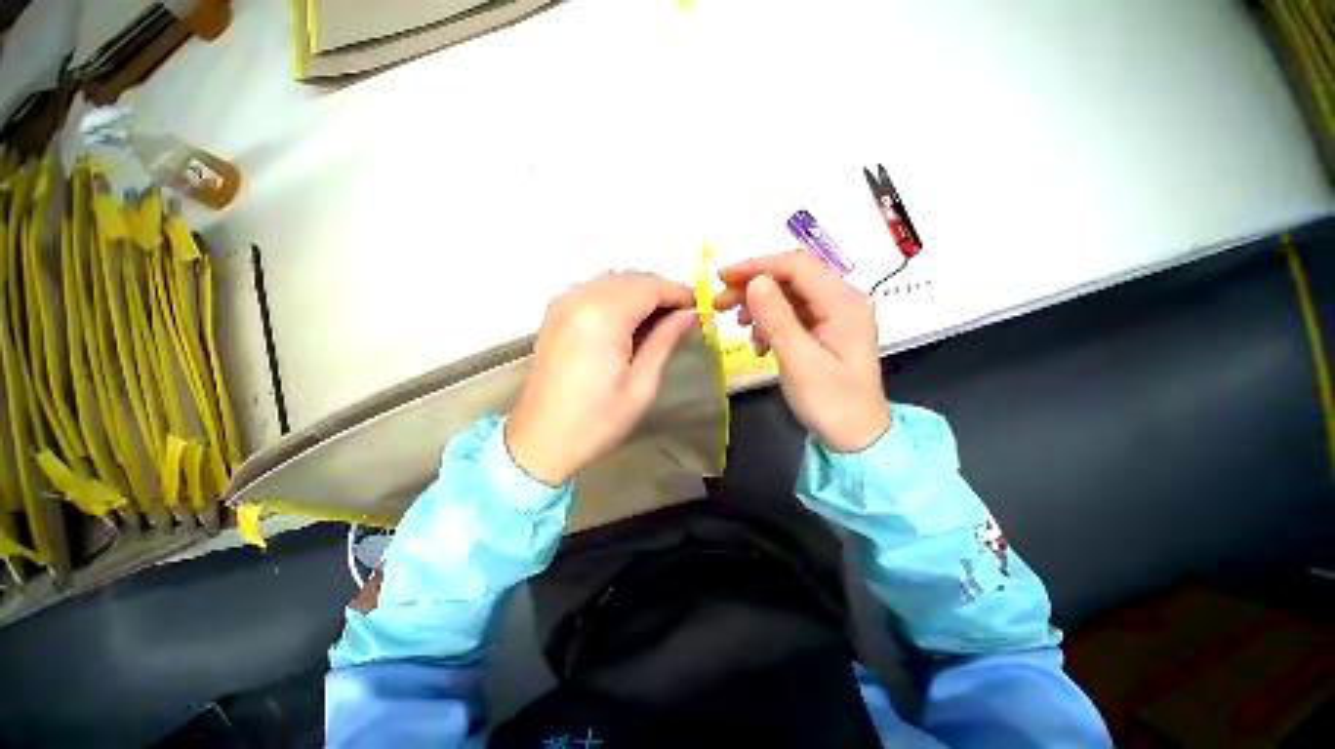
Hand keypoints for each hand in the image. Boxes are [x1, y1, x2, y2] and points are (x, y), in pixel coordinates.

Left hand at [506, 272, 697, 484]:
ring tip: (658, 321)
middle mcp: (580, 298)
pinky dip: (616, 297)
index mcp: (604, 315)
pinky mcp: (555, 314)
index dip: (678, 293)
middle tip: (681, 318)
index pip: (650, 287)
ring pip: (612, 281)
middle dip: (660, 292)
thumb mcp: (642, 384)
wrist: (541, 441)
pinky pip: (593, 290)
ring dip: (639, 293)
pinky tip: (627, 322)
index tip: (699, 307)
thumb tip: (690, 314)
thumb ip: (665, 340)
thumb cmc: (598, 419)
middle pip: (631, 279)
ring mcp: (563, 303)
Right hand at [715, 251, 889, 451]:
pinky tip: (759, 343)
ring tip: (739, 326)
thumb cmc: (831, 402)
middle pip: (791, 277)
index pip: (797, 266)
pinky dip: (769, 323)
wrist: (855, 437)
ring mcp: (832, 316)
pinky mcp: (823, 330)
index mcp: (844, 303)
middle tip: (720, 304)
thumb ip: (777, 319)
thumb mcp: (799, 361)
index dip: (757, 266)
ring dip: (759, 306)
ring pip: (787, 295)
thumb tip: (755, 281)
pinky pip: (790, 314)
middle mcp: (841, 301)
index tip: (723, 277)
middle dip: (753, 286)